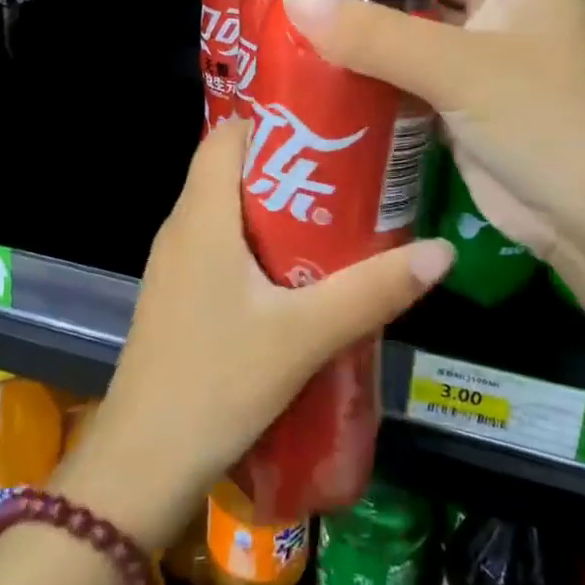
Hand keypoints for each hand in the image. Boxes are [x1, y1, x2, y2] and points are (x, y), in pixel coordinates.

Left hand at [56, 120, 453, 550]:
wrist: (142, 463)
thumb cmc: (217, 382)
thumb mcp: (304, 335)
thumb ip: (372, 291)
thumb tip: (442, 251)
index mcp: (201, 216)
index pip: (226, 136)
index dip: (273, 122)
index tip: (327, 127)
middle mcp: (181, 228)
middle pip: (231, 171)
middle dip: (288, 166)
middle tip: (349, 176)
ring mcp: (174, 265)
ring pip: (226, 213)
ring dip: (276, 210)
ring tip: (336, 219)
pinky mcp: (178, 298)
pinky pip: (219, 248)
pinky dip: (257, 246)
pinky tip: (298, 276)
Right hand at [280, 0, 584, 267]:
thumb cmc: (545, 120)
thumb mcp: (458, 68)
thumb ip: (372, 33)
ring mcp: (484, 47)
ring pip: (418, 14)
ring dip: (370, 16)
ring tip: (303, 21)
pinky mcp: (467, 92)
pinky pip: (414, 61)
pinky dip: (378, 60)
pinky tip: (330, 66)